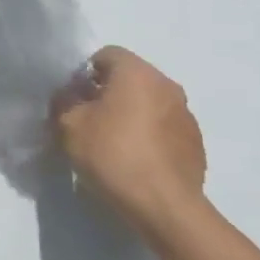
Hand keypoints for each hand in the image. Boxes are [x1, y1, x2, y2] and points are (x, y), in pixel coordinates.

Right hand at [52, 46, 207, 238]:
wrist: (164, 205)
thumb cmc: (113, 155)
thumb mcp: (70, 125)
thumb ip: (65, 101)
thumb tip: (71, 94)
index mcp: (137, 73)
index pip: (106, 54)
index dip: (84, 73)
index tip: (74, 99)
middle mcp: (167, 85)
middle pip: (130, 78)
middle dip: (107, 94)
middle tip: (87, 121)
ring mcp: (186, 114)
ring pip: (148, 103)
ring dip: (130, 114)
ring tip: (112, 144)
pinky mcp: (195, 142)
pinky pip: (164, 128)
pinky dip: (148, 136)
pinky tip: (135, 161)